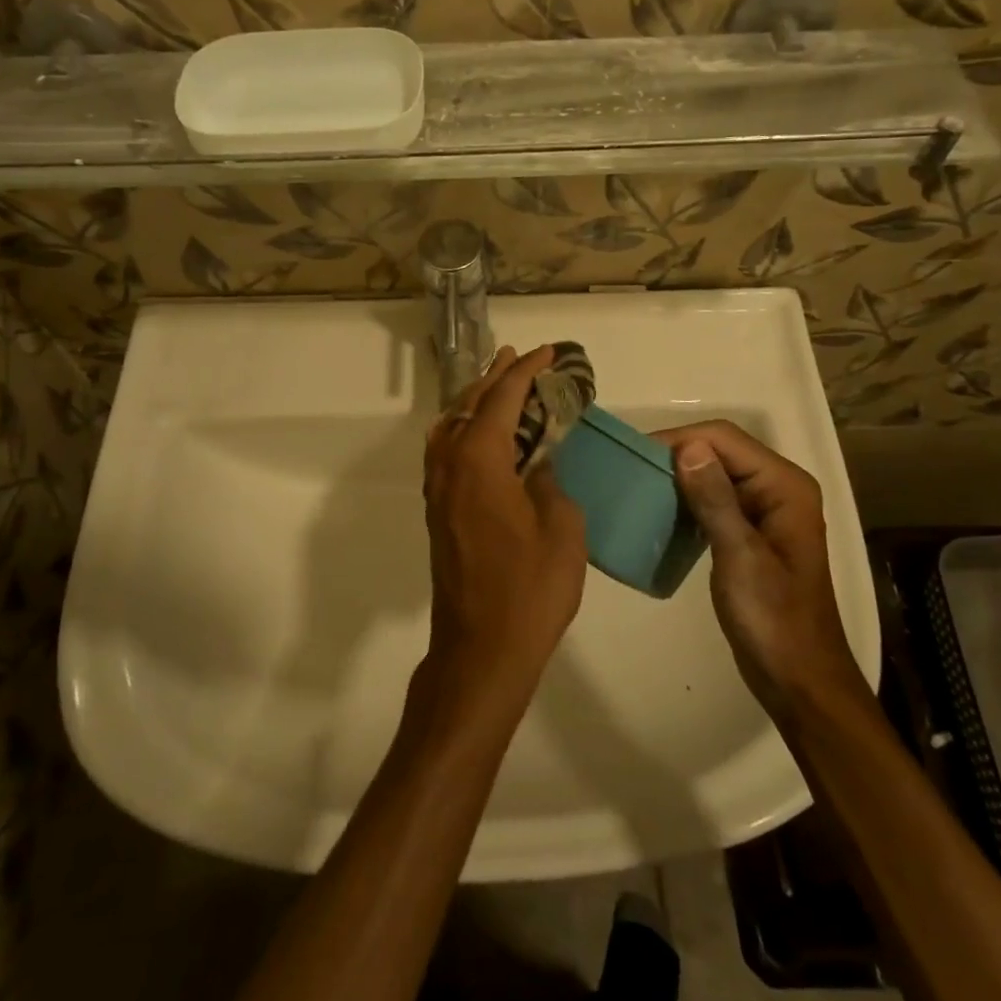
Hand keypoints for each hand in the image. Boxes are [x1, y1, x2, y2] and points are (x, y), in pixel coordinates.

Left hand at [422, 346, 587, 702]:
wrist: (482, 648)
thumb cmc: (530, 589)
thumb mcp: (561, 528)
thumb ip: (548, 482)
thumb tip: (534, 464)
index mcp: (479, 461)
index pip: (501, 399)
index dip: (524, 371)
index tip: (546, 352)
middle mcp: (450, 465)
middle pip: (469, 405)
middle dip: (496, 377)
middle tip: (520, 357)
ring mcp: (439, 489)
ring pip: (452, 426)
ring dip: (476, 401)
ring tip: (502, 385)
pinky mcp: (439, 511)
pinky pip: (448, 451)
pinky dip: (465, 429)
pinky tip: (485, 436)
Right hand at [655, 421, 862, 715]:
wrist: (798, 680)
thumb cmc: (773, 619)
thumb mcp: (740, 556)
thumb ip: (714, 499)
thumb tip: (686, 447)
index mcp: (784, 486)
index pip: (725, 439)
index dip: (679, 440)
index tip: (635, 456)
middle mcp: (777, 488)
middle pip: (719, 451)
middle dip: (675, 455)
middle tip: (630, 470)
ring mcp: (764, 510)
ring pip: (713, 474)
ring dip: (678, 477)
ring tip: (638, 487)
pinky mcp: (750, 532)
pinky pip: (713, 500)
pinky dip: (687, 500)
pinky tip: (660, 512)